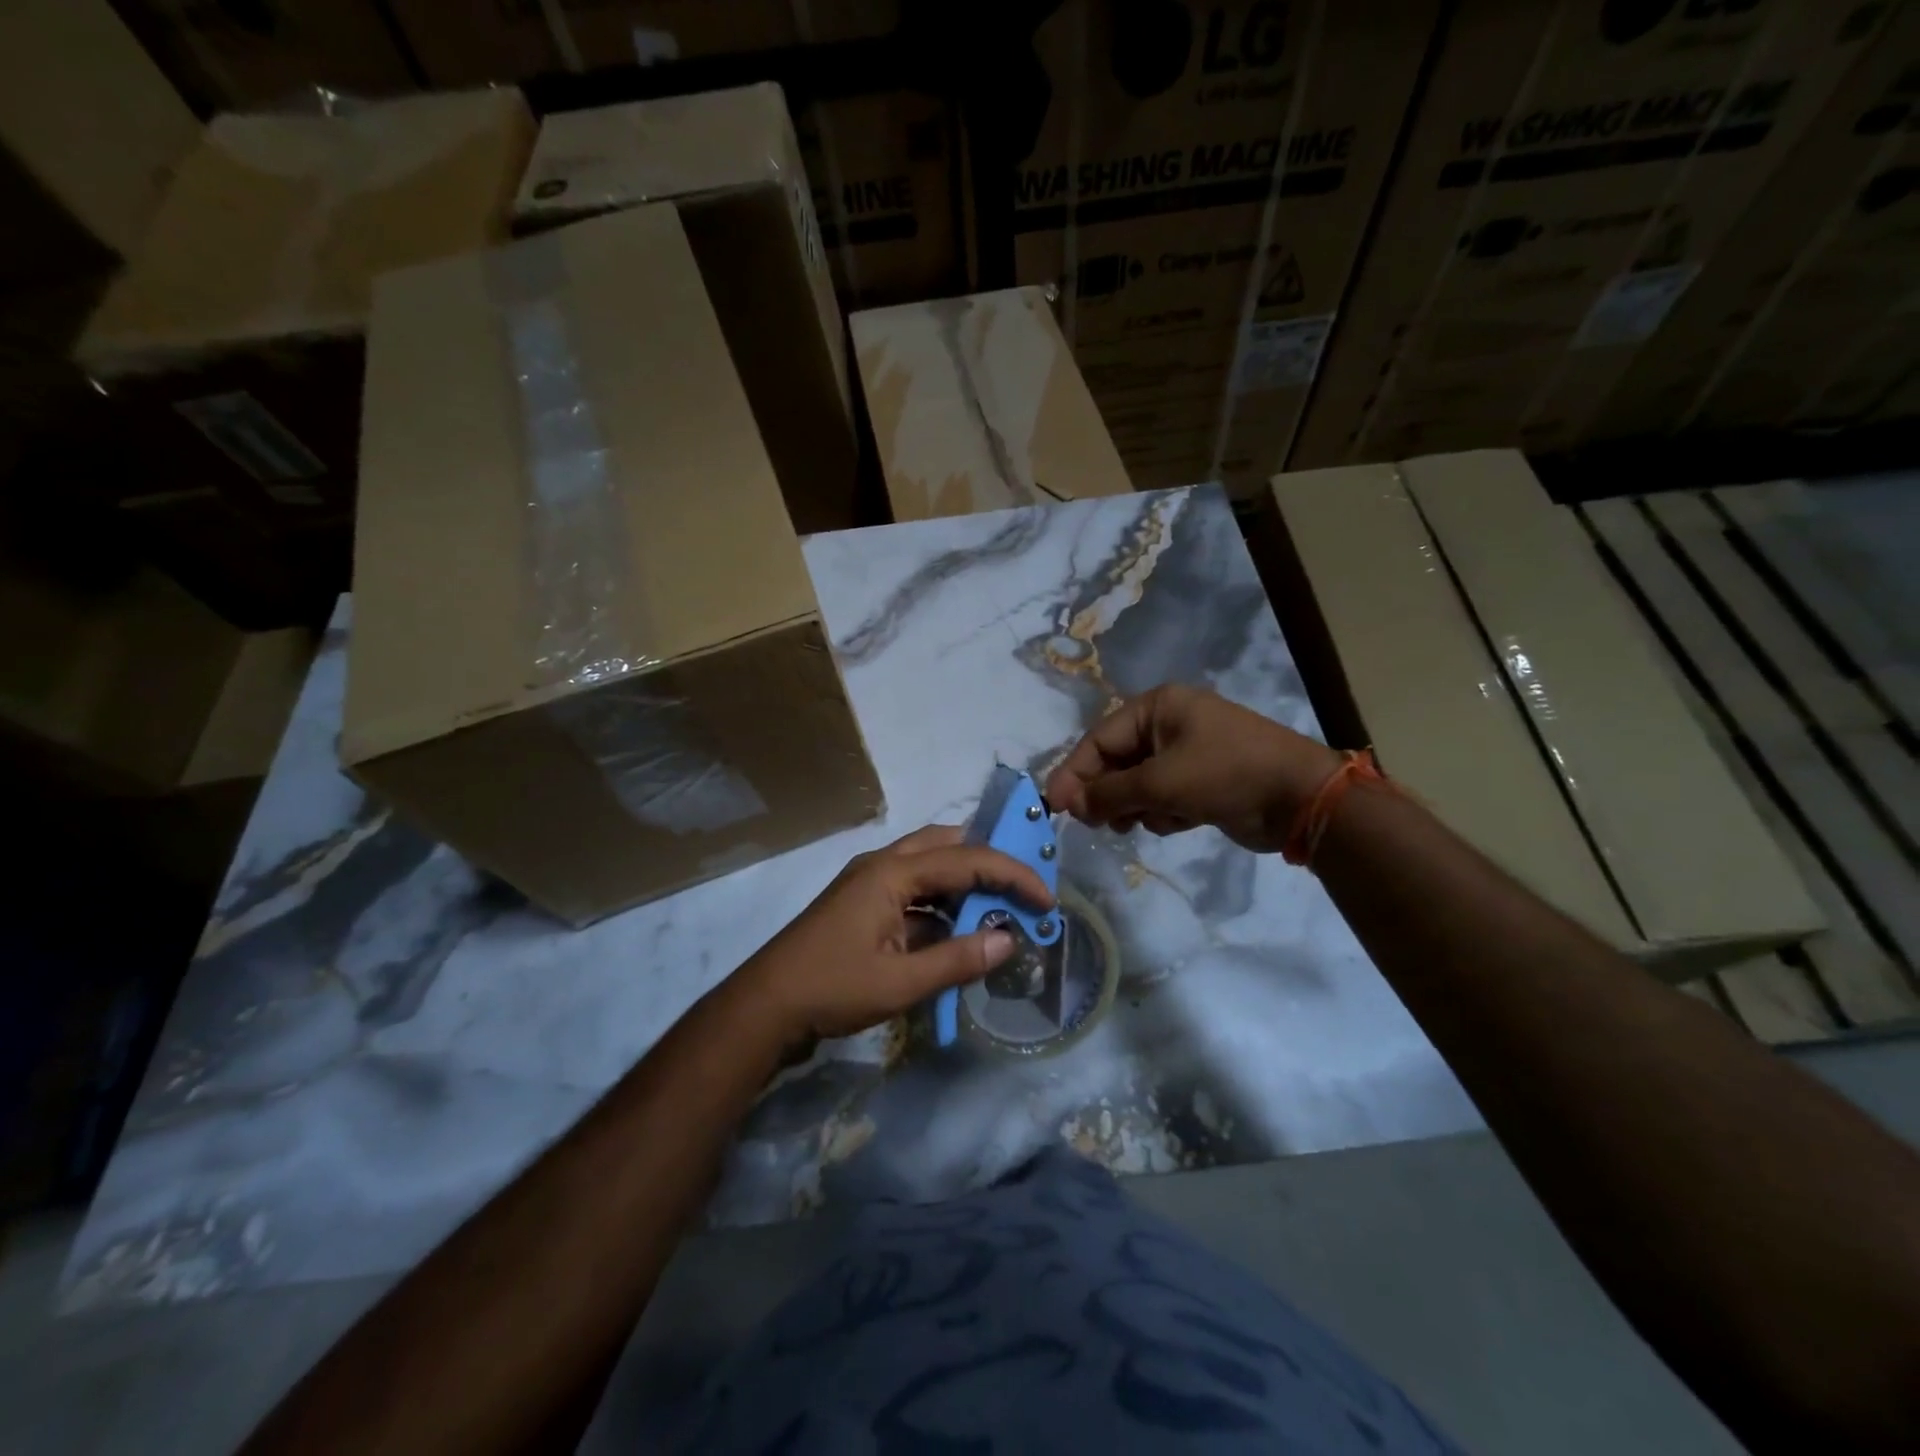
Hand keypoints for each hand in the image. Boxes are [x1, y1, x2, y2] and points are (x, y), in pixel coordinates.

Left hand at [731, 825, 1054, 1042]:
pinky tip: (960, 931)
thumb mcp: (901, 983)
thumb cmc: (832, 988)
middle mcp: (882, 865)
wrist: (765, 1007)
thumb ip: (958, 959)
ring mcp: (869, 883)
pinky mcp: (863, 904)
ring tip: (1000, 907)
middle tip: (1022, 885)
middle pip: (947, 845)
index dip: (1012, 876)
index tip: (1047, 899)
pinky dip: (941, 905)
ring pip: (929, 866)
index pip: (967, 860)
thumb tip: (1010, 940)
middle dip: (988, 860)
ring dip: (964, 883)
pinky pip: (913, 891)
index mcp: (892, 872)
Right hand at [1045, 684, 1339, 852]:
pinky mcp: (1202, 781)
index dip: (1074, 773)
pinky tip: (1180, 821)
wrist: (1301, 799)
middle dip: (1108, 793)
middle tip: (1096, 823)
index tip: (1054, 806)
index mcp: (1157, 708)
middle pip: (1116, 762)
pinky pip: (1163, 797)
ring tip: (1143, 822)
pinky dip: (1164, 812)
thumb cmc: (1225, 775)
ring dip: (1137, 806)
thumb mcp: (1160, 783)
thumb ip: (1109, 793)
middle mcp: (1169, 724)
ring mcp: (1187, 753)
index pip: (1099, 739)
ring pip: (1138, 784)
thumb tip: (1070, 804)